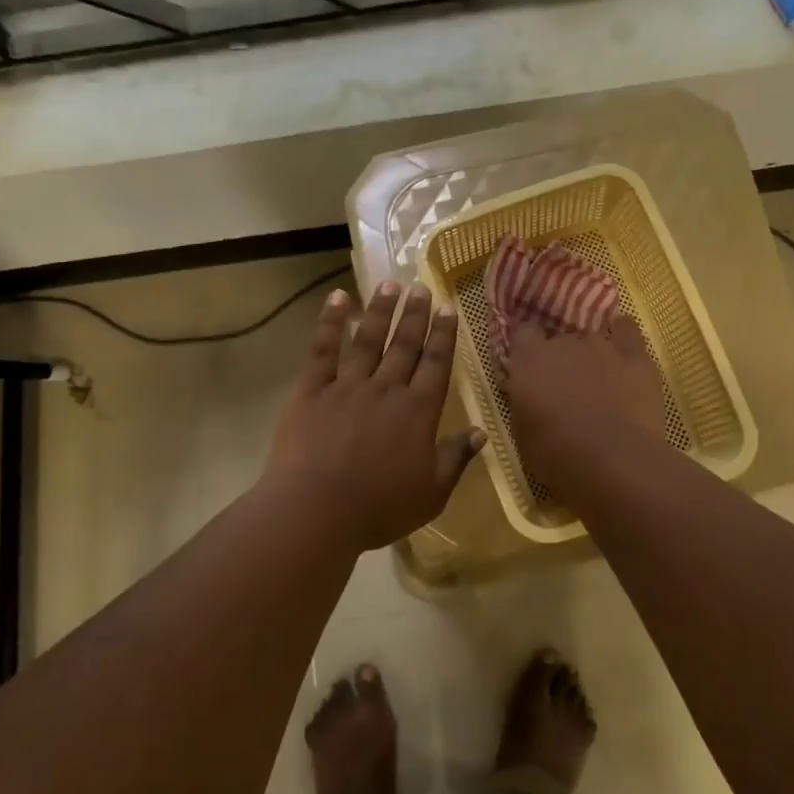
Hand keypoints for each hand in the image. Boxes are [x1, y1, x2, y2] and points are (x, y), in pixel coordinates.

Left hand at [264, 281, 483, 550]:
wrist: (317, 509)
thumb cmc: (379, 507)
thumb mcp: (431, 492)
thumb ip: (456, 458)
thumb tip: (481, 432)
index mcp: (418, 411)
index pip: (436, 364)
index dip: (443, 335)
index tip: (448, 307)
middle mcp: (386, 389)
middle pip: (404, 345)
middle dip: (415, 314)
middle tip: (422, 286)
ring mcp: (347, 385)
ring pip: (368, 339)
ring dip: (380, 310)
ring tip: (390, 285)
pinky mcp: (312, 389)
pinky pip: (323, 349)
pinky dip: (330, 321)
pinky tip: (339, 298)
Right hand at [502, 317, 664, 494]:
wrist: (612, 460)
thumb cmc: (557, 454)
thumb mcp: (523, 432)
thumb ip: (525, 403)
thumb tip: (531, 397)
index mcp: (530, 360)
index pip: (524, 333)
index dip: (528, 347)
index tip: (531, 365)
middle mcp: (563, 343)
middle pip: (560, 340)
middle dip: (561, 359)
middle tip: (566, 388)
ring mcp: (601, 346)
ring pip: (592, 339)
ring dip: (591, 356)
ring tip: (598, 381)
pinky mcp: (635, 356)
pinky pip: (627, 331)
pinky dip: (623, 336)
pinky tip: (623, 352)